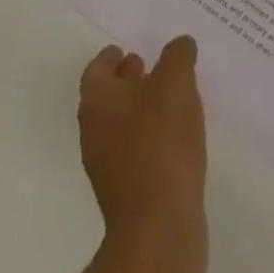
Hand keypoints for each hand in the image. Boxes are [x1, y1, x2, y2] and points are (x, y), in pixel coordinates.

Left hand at [77, 37, 207, 272]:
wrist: (158, 227)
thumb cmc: (160, 141)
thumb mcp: (176, 81)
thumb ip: (177, 55)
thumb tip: (179, 45)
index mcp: (97, 102)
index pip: (96, 70)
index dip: (110, 57)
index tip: (125, 48)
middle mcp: (94, 132)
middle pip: (106, 99)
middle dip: (126, 81)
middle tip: (149, 66)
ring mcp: (108, 168)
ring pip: (121, 126)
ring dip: (141, 109)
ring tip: (171, 99)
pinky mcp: (127, 194)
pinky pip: (135, 153)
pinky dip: (150, 137)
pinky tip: (176, 136)